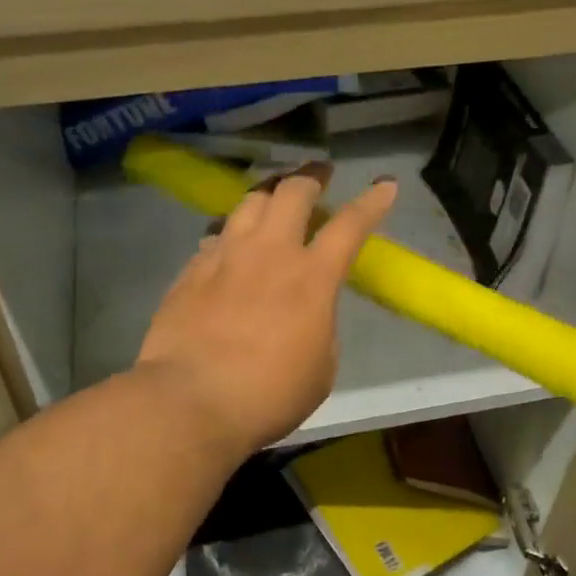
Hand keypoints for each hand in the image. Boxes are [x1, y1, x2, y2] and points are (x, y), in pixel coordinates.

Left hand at [135, 169, 397, 455]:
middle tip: (319, 174)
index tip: (385, 184)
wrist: (190, 401)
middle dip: (311, 177)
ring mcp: (225, 257)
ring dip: (268, 194)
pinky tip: (230, 244)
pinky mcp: (191, 271)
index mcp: (312, 277)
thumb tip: (307, 310)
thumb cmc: (268, 395)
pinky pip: (216, 236)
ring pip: (248, 203)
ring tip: (273, 198)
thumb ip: (320, 325)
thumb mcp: (320, 367)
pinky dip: (231, 233)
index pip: (350, 225)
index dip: (372, 202)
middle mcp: (269, 253)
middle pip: (292, 192)